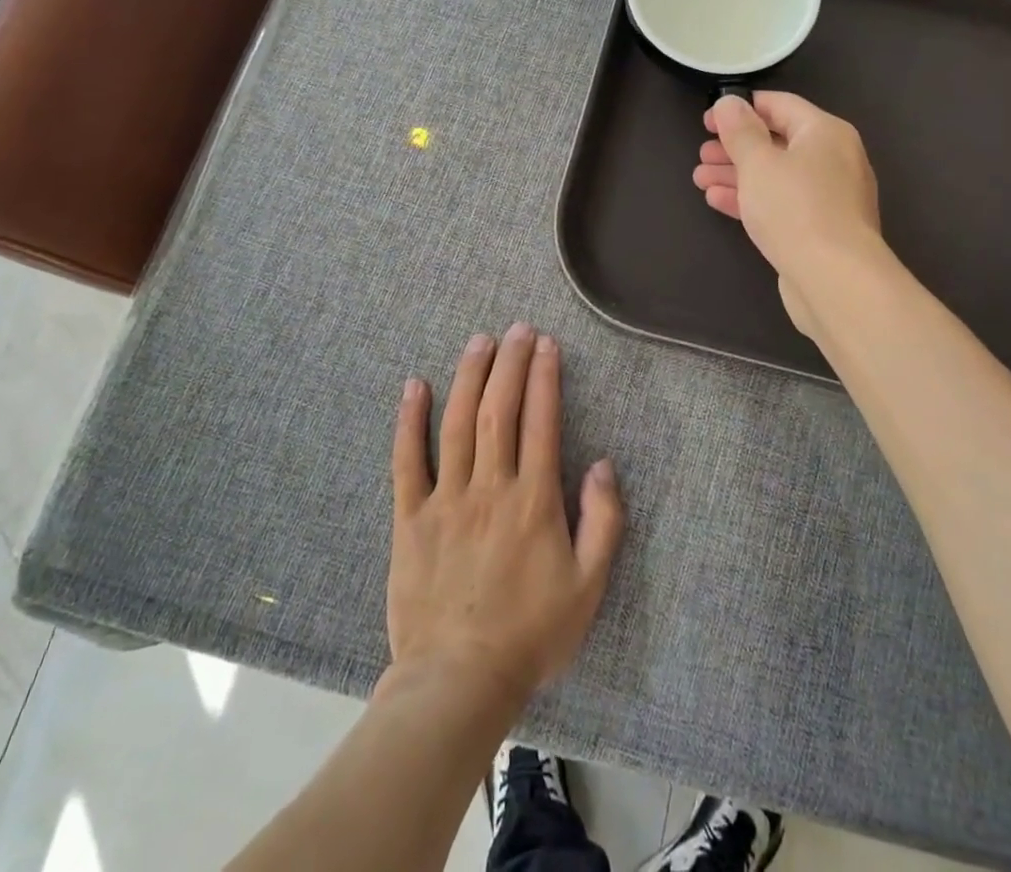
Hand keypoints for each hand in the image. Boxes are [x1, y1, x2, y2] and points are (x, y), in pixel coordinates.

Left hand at [388, 325, 624, 708]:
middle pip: (500, 409)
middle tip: (517, 328)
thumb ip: (603, 521)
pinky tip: (415, 386)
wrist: (457, 683)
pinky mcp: (410, 518)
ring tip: (479, 341)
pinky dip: (410, 420)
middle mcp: (490, 487)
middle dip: (510, 363)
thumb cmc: (531, 634)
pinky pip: (407, 461)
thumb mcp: (589, 586)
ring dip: (469, 376)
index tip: (546, 343)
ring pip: (457, 423)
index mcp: (533, 500)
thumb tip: (604, 464)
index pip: (541, 420)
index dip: (544, 376)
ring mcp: (446, 499)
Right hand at [692, 92, 882, 337]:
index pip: (780, 105)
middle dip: (735, 147)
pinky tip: (717, 201)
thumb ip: (740, 130)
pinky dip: (752, 198)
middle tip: (701, 153)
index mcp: (825, 132)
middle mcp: (833, 159)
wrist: (835, 279)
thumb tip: (729, 103)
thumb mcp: (759, 163)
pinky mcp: (820, 229)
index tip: (707, 119)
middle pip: (777, 142)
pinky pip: (781, 203)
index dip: (741, 109)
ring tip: (700, 178)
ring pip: (776, 175)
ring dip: (737, 174)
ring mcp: (829, 196)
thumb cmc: (795, 208)